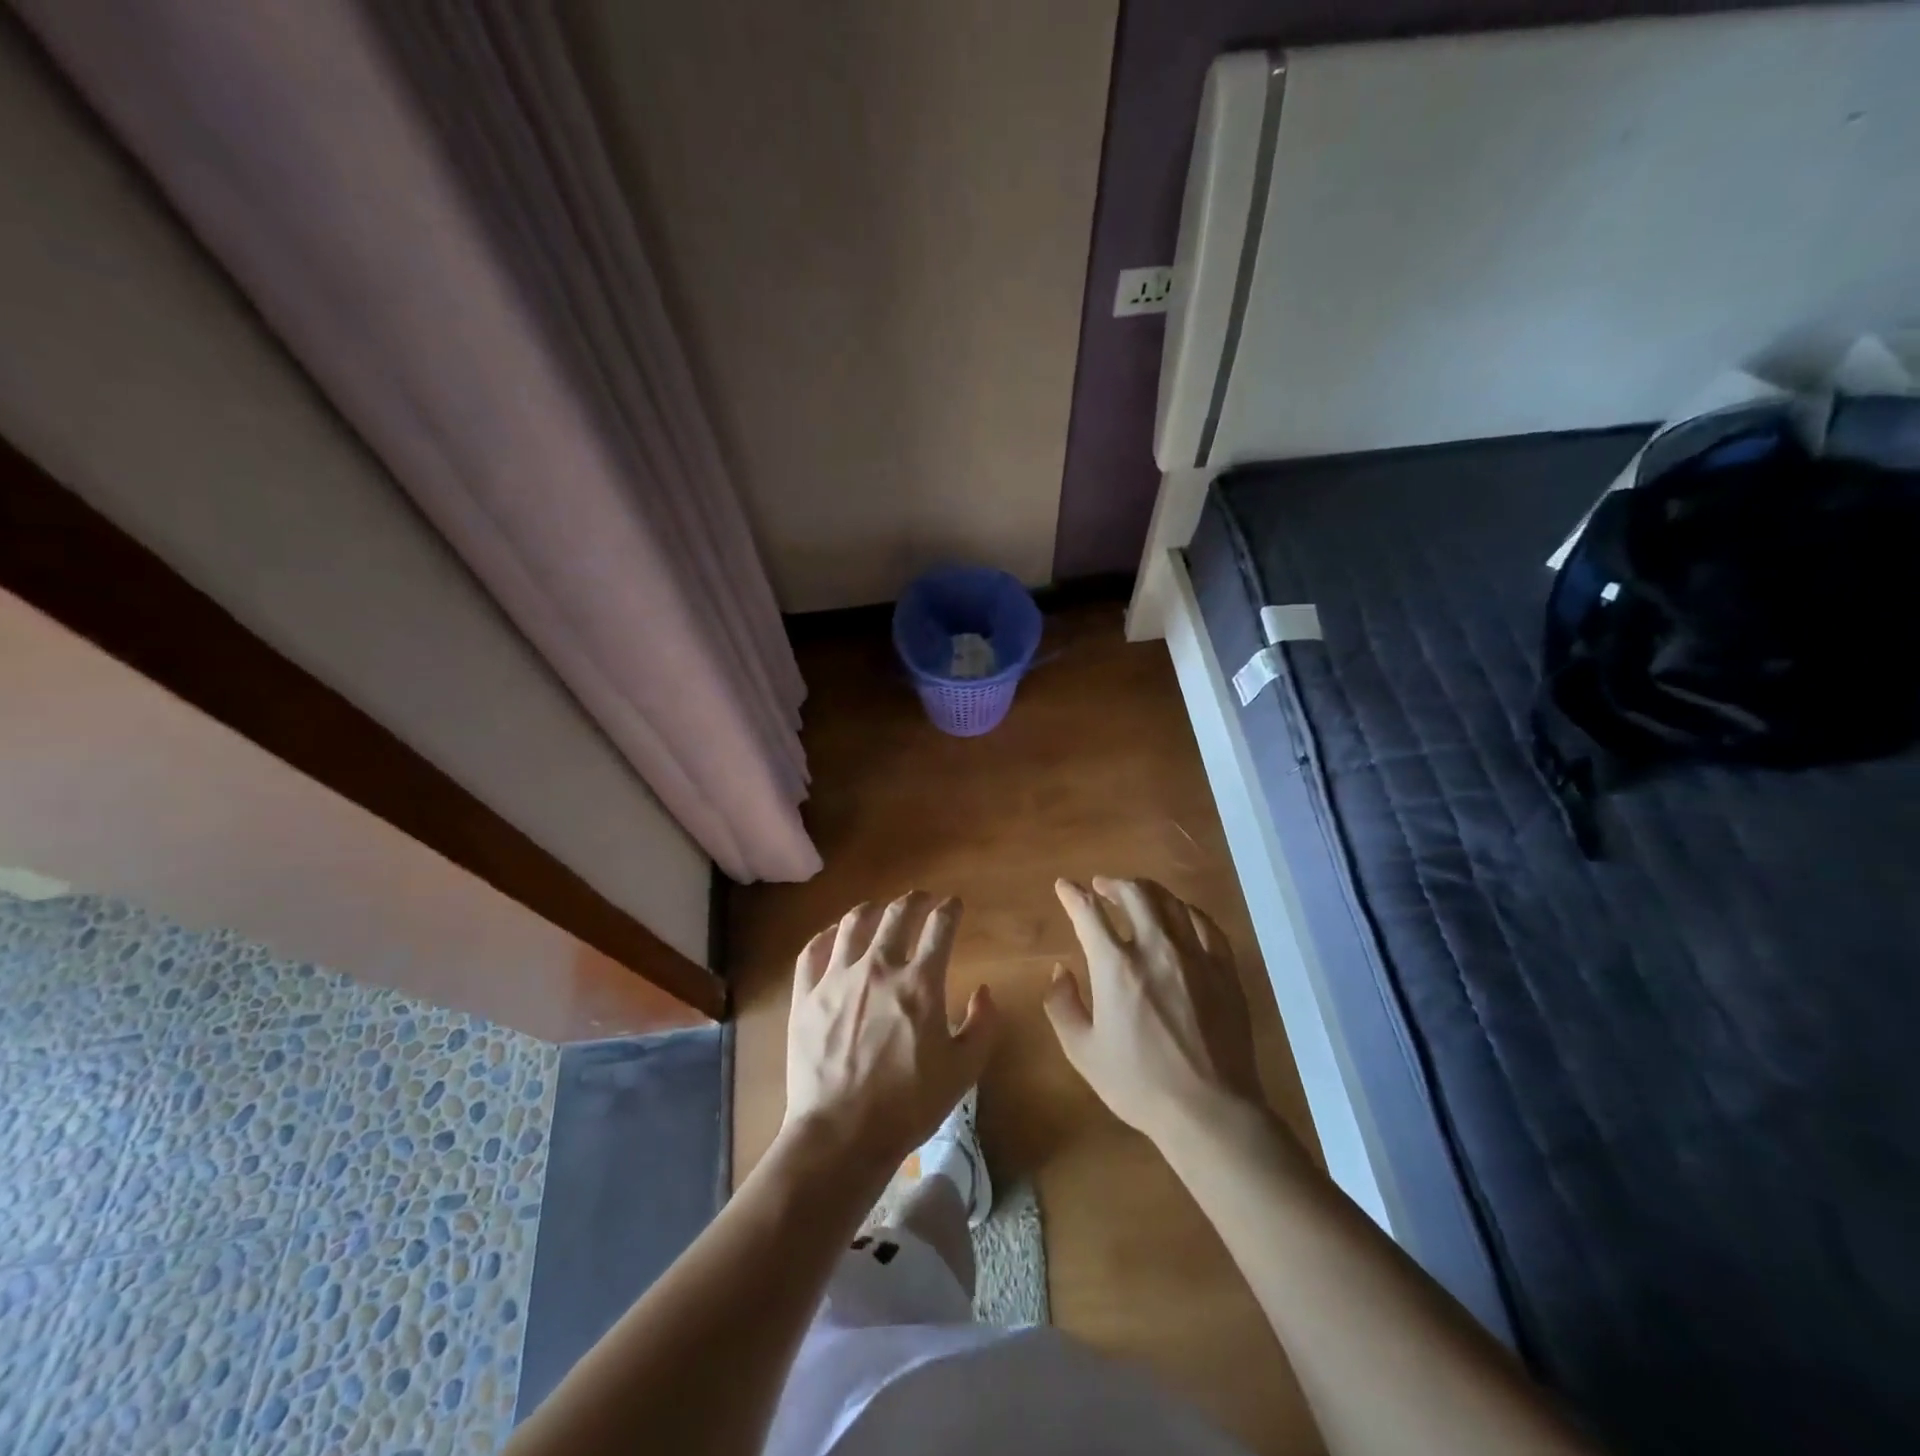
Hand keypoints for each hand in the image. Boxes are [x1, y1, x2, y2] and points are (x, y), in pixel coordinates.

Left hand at [783, 892, 997, 1187]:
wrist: (842, 1134)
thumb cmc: (909, 1105)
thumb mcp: (963, 1071)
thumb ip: (982, 1025)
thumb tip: (984, 990)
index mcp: (920, 983)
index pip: (940, 927)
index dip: (950, 910)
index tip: (954, 905)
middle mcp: (878, 969)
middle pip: (897, 915)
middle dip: (914, 900)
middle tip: (922, 899)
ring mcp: (837, 979)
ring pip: (853, 924)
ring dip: (871, 909)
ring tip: (879, 909)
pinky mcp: (806, 996)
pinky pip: (812, 952)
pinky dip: (826, 936)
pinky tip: (833, 935)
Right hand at [1045, 877, 1264, 1143]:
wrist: (1210, 1111)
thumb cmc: (1139, 1084)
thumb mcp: (1083, 1051)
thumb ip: (1061, 1004)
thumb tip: (1060, 970)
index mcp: (1116, 967)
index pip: (1088, 913)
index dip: (1072, 894)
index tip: (1063, 886)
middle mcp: (1156, 949)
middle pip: (1134, 894)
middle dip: (1112, 883)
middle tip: (1101, 887)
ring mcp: (1195, 956)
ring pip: (1170, 902)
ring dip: (1147, 891)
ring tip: (1136, 895)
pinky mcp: (1224, 969)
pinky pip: (1205, 924)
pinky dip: (1185, 911)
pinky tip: (1180, 915)